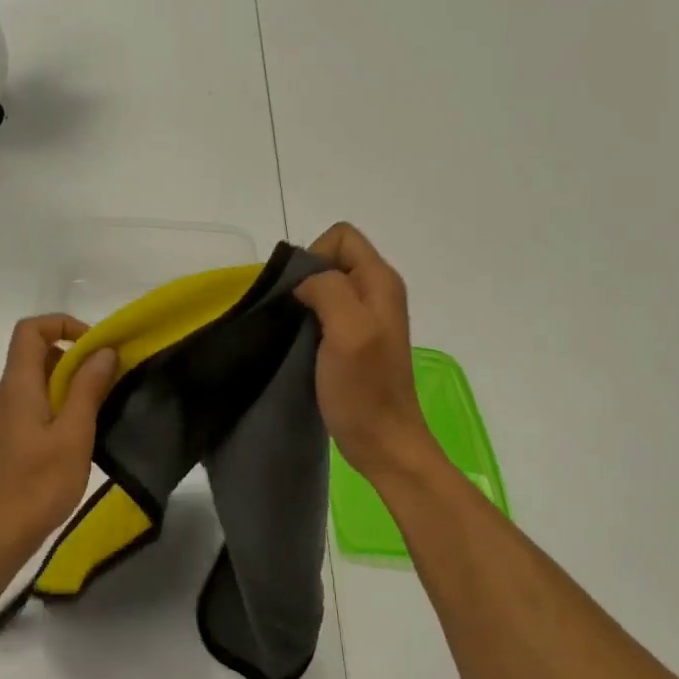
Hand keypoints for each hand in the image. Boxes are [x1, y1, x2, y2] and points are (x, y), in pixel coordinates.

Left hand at [0, 315, 120, 569]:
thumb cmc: (37, 485)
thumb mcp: (74, 434)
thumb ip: (87, 388)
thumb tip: (103, 350)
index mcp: (17, 385)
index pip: (30, 329)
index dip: (63, 325)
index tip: (96, 346)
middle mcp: (4, 393)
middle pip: (36, 353)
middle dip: (74, 357)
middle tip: (109, 379)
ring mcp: (2, 417)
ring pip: (37, 381)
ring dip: (69, 383)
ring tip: (100, 408)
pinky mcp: (5, 439)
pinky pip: (33, 404)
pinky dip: (58, 404)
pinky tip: (79, 435)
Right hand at [295, 223, 436, 479]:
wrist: (383, 442)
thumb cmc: (365, 389)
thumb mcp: (348, 331)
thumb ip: (328, 290)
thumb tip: (303, 282)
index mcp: (380, 281)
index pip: (341, 236)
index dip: (315, 256)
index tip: (303, 294)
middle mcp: (376, 292)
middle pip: (331, 259)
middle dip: (306, 279)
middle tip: (295, 316)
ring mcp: (366, 317)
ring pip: (325, 286)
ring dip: (304, 303)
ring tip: (295, 332)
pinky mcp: (353, 340)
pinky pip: (324, 312)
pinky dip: (308, 321)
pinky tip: (301, 345)